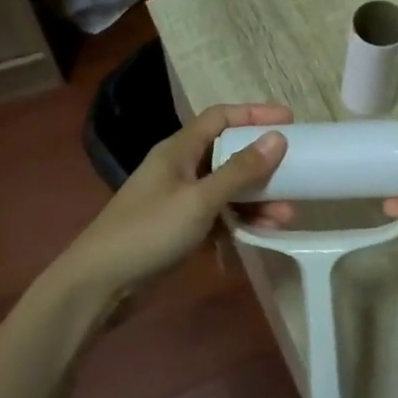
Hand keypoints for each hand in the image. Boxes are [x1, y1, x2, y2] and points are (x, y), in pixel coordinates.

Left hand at [58, 103, 293, 304]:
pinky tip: (262, 234)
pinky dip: (239, 222)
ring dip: (256, 200)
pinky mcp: (180, 229)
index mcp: (178, 149)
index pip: (220, 117)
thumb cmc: (149, 231)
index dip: (254, 114)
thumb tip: (278, 137)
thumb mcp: (200, 200)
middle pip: (228, 154)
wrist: (100, 283)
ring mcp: (179, 200)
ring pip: (226, 190)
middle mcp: (180, 168)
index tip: (290, 119)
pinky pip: (218, 216)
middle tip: (297, 173)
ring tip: (287, 216)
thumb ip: (240, 170)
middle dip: (263, 165)